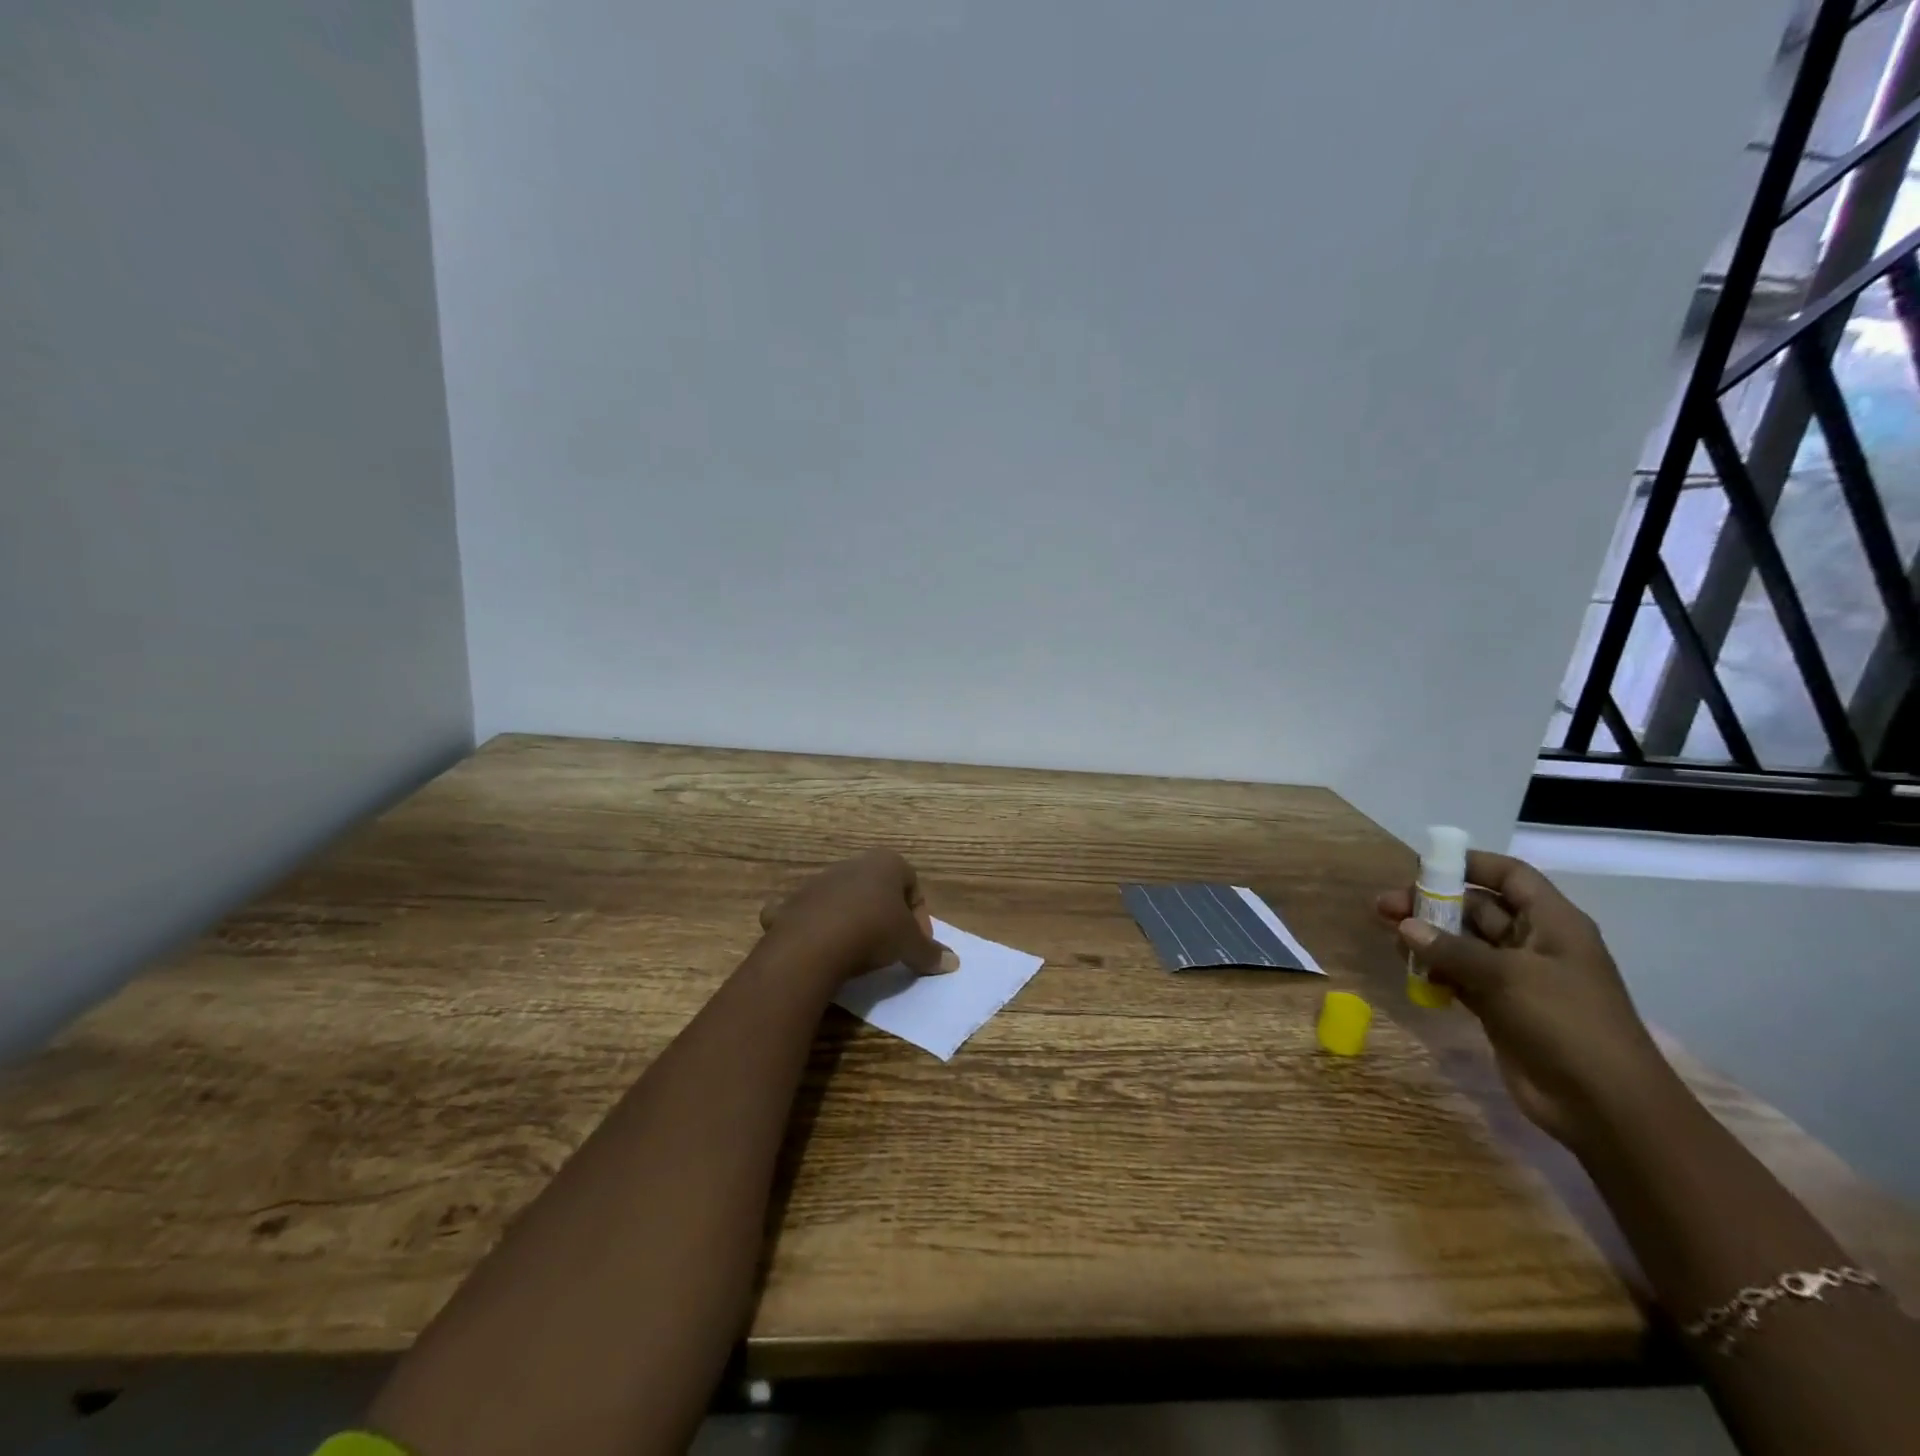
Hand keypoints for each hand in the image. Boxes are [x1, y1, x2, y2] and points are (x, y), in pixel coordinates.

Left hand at [759, 849, 953, 983]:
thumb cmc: (873, 931)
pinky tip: (825, 951)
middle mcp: (852, 864)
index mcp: (886, 863)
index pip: (912, 884)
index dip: (920, 916)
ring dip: (854, 921)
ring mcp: (819, 881)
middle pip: (878, 889)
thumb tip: (953, 963)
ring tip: (859, 953)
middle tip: (892, 947)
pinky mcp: (793, 902)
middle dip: (887, 916)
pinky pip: (813, 914)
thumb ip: (930, 952)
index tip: (917, 943)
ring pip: (845, 900)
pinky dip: (820, 928)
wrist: (813, 943)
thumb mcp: (910, 945)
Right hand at [1375, 851, 1673, 1152]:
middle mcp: (1534, 944)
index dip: (1471, 864)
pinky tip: (1409, 970)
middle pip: (1477, 908)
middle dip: (1432, 903)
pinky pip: (1459, 976)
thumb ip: (1451, 949)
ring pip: (1462, 943)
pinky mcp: (1501, 1008)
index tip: (1424, 864)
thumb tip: (1404, 926)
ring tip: (1388, 935)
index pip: (1511, 876)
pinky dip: (1435, 970)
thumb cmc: (1567, 1024)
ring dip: (1427, 937)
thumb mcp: (1507, 977)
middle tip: (1385, 906)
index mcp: (1553, 924)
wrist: (1604, 1105)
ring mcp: (1517, 978)